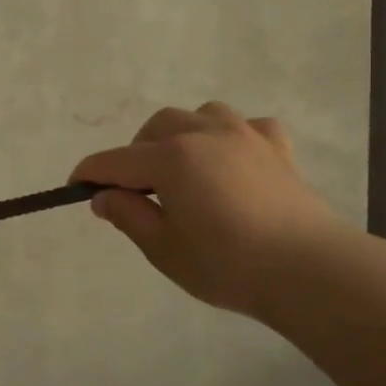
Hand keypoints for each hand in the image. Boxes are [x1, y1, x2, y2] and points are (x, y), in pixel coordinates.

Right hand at [71, 103, 344, 317]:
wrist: (310, 270)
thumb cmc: (228, 264)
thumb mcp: (164, 249)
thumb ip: (129, 216)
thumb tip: (103, 197)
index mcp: (171, 158)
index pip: (116, 161)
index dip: (90, 173)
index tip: (75, 186)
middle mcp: (204, 135)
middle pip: (157, 127)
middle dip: (137, 151)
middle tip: (136, 189)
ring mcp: (246, 136)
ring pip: (201, 115)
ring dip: (183, 134)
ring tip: (183, 167)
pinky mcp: (278, 149)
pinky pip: (248, 127)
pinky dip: (232, 138)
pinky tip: (233, 160)